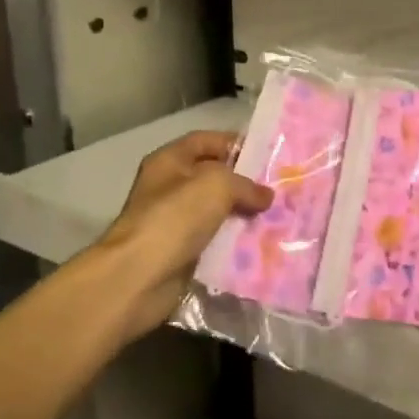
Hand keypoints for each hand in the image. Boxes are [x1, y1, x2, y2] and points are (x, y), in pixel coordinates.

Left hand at [99, 131, 272, 338]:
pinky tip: (261, 243)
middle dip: (245, 182)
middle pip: (214, 176)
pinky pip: (215, 240)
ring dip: (243, 214)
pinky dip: (235, 241)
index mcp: (170, 161)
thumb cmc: (174, 218)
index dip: (235, 143)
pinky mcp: (182, 252)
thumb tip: (266, 196)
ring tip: (276, 216)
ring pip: (217, 210)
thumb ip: (246, 184)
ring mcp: (175, 221)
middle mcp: (170, 187)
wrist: (139, 277)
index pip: (206, 140)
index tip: (267, 155)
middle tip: (279, 189)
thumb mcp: (217, 185)